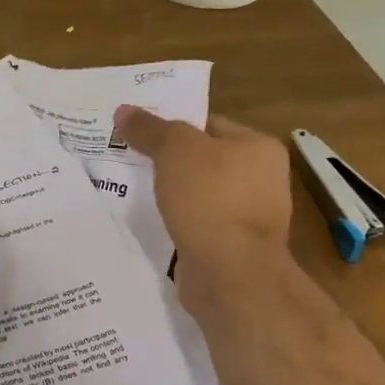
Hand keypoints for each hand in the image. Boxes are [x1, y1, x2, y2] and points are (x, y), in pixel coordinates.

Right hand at [114, 106, 296, 321]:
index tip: (137, 129)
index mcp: (259, 148)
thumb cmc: (211, 198)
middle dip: (166, 160)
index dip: (172, 124)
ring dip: (169, 193)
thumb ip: (150, 129)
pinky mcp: (229, 248)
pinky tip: (147, 219)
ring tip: (128, 185)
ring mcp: (246, 218)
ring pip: (196, 194)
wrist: (230, 274)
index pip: (210, 123)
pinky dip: (174, 221)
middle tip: (126, 154)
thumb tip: (124, 110)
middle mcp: (260, 180)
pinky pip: (195, 224)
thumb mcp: (175, 150)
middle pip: (202, 159)